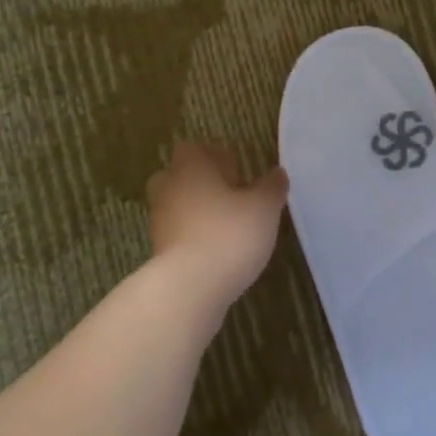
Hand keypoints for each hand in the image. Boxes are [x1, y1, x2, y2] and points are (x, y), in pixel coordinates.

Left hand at [147, 143, 288, 305]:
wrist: (190, 287)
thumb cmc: (230, 233)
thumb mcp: (264, 208)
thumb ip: (271, 187)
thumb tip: (277, 173)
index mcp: (191, 168)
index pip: (193, 149)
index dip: (214, 156)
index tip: (237, 170)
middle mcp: (168, 188)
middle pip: (180, 176)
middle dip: (202, 182)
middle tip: (231, 195)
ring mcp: (159, 221)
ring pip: (177, 205)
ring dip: (198, 211)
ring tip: (228, 226)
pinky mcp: (159, 251)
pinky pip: (177, 233)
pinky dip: (193, 236)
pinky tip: (217, 250)